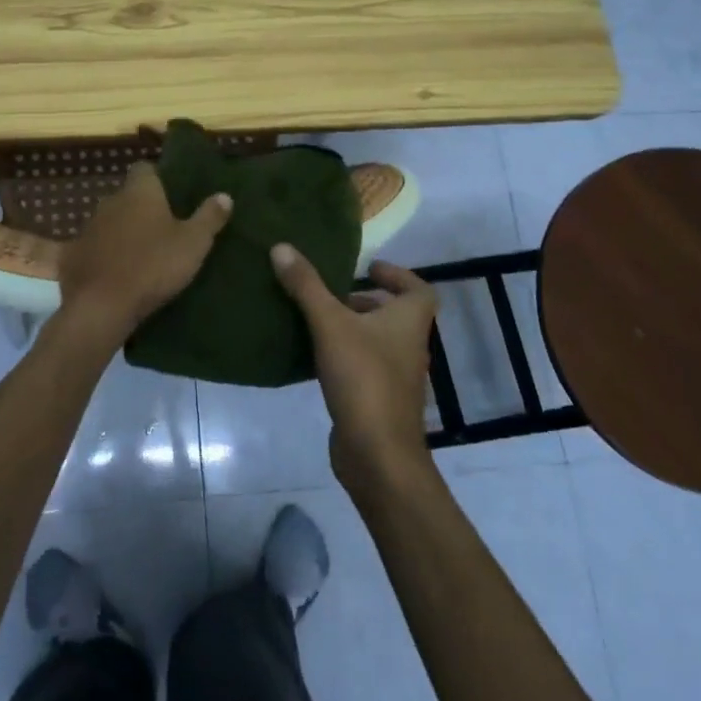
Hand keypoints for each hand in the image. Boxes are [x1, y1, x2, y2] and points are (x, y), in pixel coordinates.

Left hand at [59, 163, 233, 339]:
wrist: (102, 305)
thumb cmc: (154, 265)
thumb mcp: (193, 243)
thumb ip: (209, 217)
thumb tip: (224, 195)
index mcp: (139, 192)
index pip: (144, 169)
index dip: (157, 178)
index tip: (171, 193)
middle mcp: (110, 202)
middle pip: (127, 196)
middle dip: (141, 208)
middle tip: (162, 227)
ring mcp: (88, 228)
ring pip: (108, 222)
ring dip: (121, 232)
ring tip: (140, 252)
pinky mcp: (73, 256)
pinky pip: (90, 249)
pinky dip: (100, 256)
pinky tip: (111, 272)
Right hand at [272, 245, 439, 493]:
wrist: (377, 454)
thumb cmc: (363, 378)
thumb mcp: (330, 324)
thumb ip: (306, 286)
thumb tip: (281, 247)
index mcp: (409, 321)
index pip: (418, 289)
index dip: (398, 276)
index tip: (369, 268)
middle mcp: (409, 346)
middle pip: (395, 315)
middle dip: (366, 301)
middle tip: (332, 293)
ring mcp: (396, 377)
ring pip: (377, 342)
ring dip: (352, 329)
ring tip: (316, 319)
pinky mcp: (378, 401)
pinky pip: (362, 367)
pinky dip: (343, 357)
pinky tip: (313, 357)